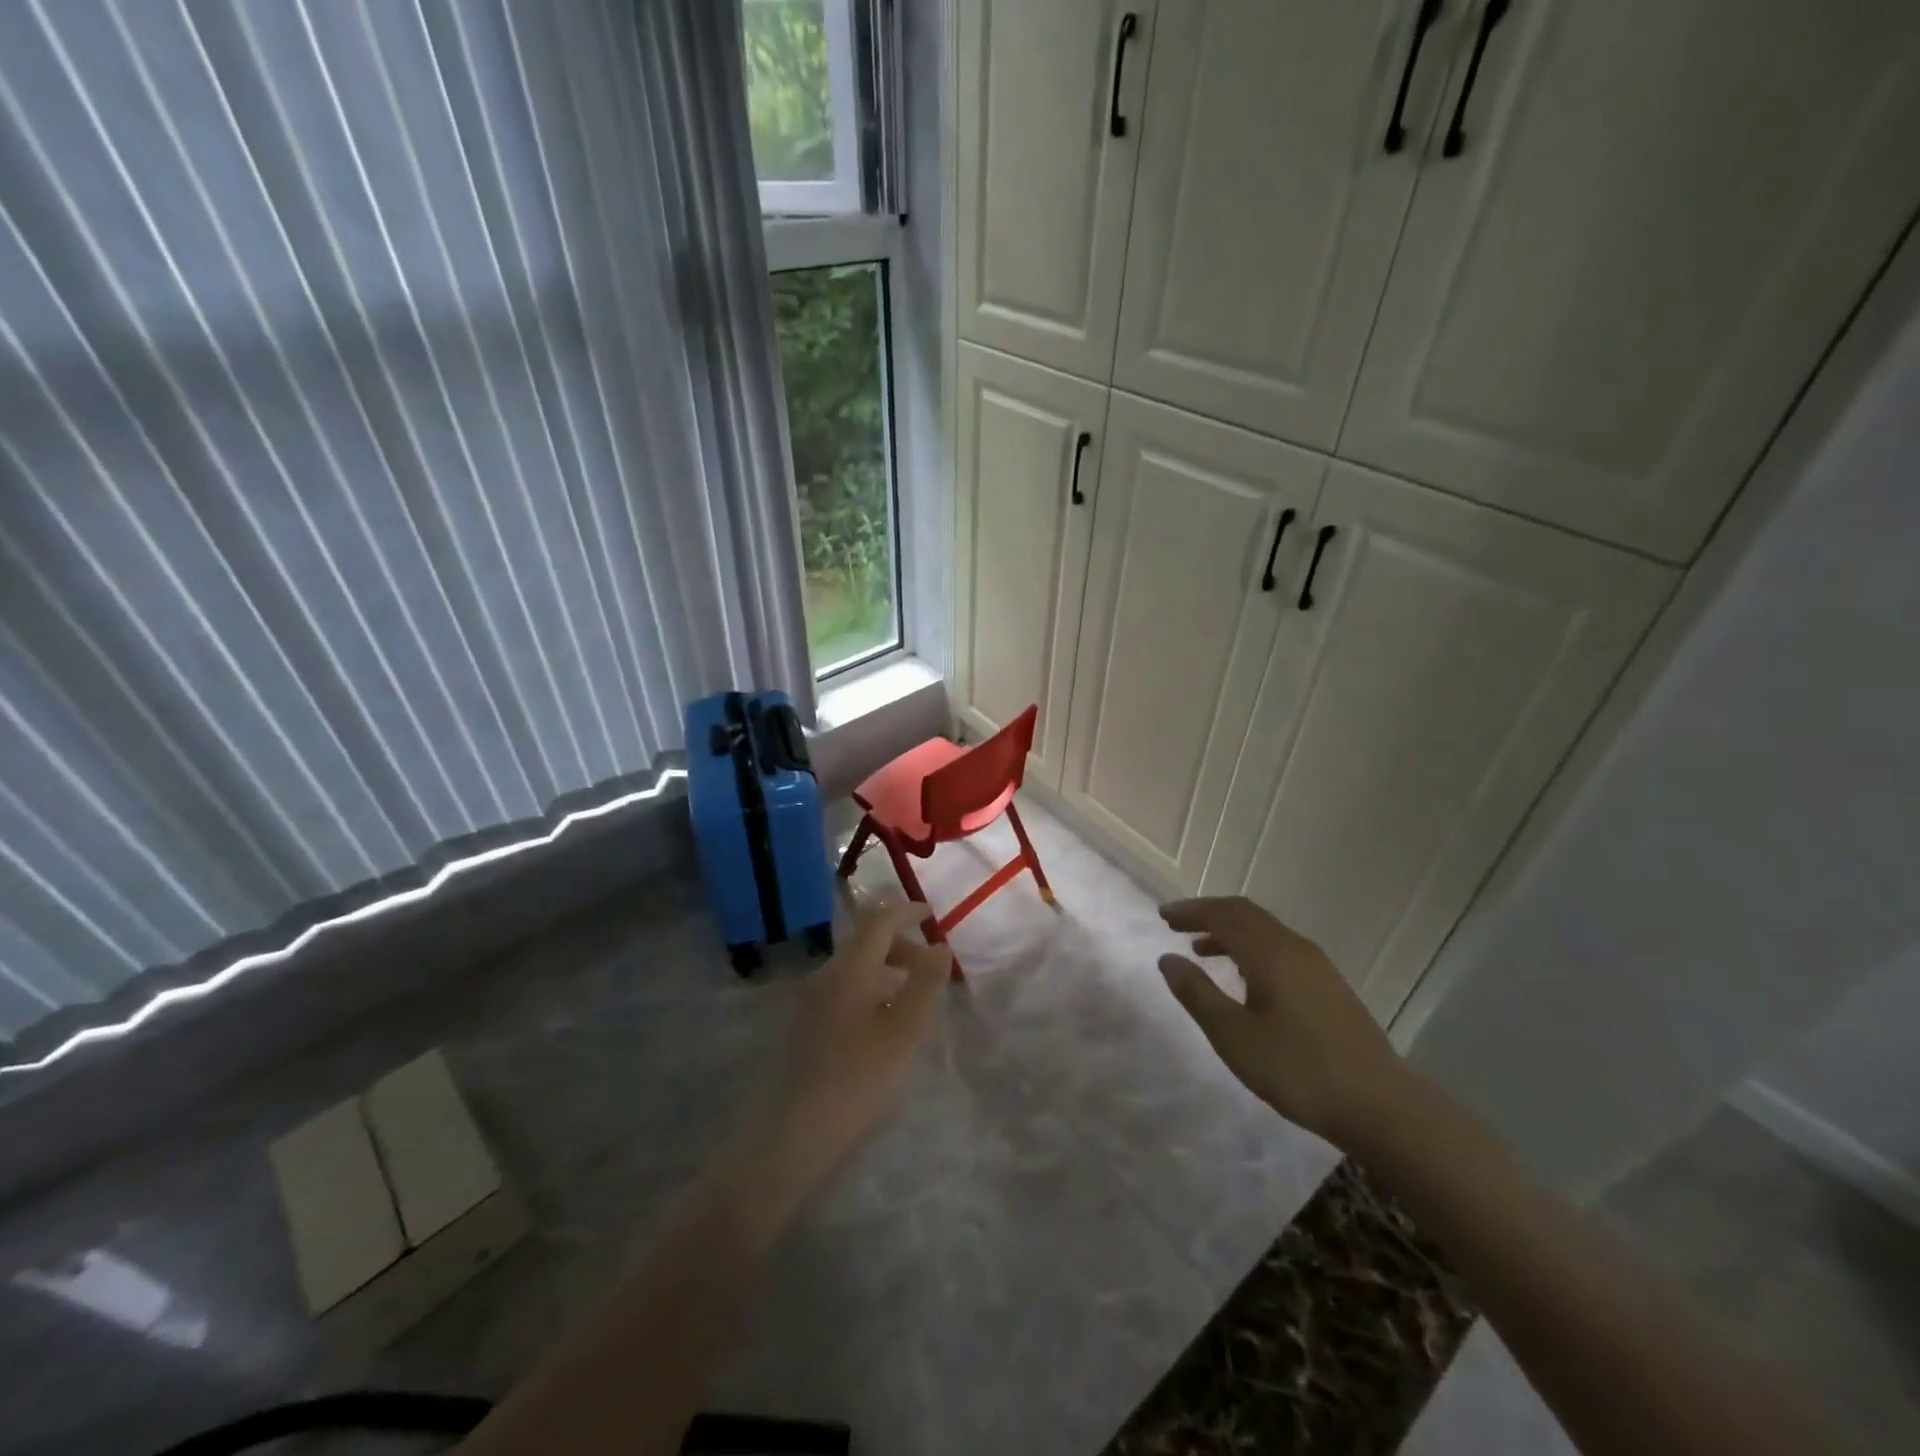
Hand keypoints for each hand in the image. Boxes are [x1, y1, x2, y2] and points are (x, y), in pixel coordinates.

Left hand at [750, 897, 951, 1203]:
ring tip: (914, 999)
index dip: (906, 911)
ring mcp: (811, 1001)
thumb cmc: (858, 1078)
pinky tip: (885, 1023)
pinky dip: (872, 990)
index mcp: (848, 970)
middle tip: (931, 969)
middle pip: (865, 942)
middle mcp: (825, 976)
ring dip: (887, 970)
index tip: (932, 914)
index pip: (878, 921)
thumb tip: (940, 947)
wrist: (795, 1134)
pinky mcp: (806, 1025)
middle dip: (901, 945)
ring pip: (855, 968)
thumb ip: (924, 984)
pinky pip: (845, 990)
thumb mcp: (904, 1031)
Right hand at [1158, 896, 1419, 1148]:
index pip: (1223, 914)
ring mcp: (1317, 966)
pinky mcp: (1329, 986)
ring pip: (1265, 931)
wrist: (1380, 1105)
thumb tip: (1168, 959)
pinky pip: (1280, 948)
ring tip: (1201, 950)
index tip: (1163, 915)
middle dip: (1209, 914)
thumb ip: (1197, 994)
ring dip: (1230, 932)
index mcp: (1270, 953)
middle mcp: (1294, 947)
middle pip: (1246, 914)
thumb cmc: (1298, 1069)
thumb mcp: (1234, 1036)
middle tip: (1176, 924)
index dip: (1190, 911)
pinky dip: (1251, 948)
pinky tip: (1244, 977)